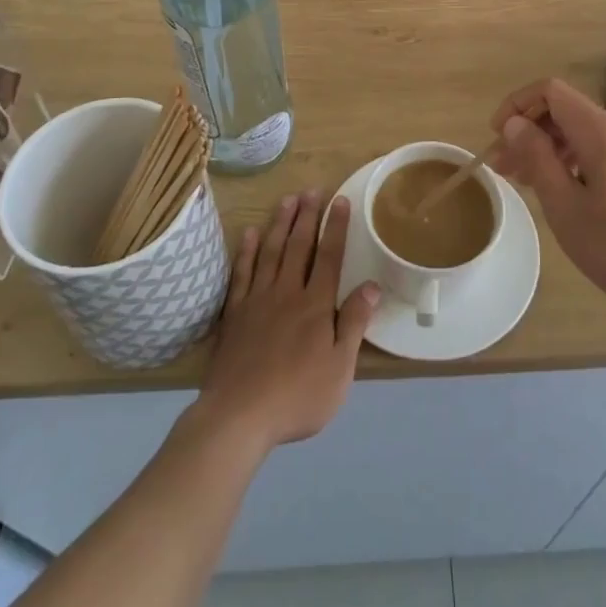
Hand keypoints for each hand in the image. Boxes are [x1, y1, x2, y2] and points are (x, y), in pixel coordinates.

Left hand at [196, 191, 377, 451]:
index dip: (335, 227)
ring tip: (287, 200)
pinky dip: (246, 251)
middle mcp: (287, 293)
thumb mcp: (340, 369)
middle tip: (312, 190)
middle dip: (307, 216)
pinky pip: (241, 273)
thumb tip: (372, 286)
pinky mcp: (234, 313)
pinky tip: (250, 233)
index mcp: (315, 306)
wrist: (238, 416)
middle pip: (298, 246)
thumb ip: (353, 324)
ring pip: (270, 252)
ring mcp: (257, 300)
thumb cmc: (297, 396)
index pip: (329, 257)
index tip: (340, 201)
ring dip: (280, 224)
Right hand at [490, 79, 605, 334]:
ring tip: (530, 185)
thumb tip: (515, 124)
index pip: (550, 91)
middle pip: (566, 111)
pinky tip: (568, 192)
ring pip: (585, 131)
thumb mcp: (566, 208)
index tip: (497, 139)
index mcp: (603, 129)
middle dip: (530, 132)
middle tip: (504, 170)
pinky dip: (577, 160)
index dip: (516, 105)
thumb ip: (536, 158)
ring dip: (552, 149)